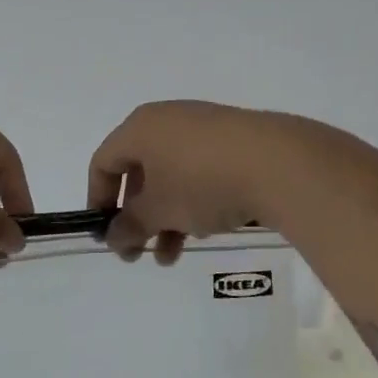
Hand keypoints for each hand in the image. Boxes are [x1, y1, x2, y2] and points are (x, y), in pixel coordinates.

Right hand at [87, 101, 318, 263]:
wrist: (280, 164)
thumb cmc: (202, 182)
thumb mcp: (159, 210)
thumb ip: (130, 225)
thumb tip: (113, 237)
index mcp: (140, 128)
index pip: (103, 162)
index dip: (98, 199)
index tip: (106, 235)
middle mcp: (168, 121)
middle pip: (138, 171)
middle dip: (137, 217)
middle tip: (139, 253)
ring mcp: (203, 129)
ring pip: (171, 176)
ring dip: (165, 218)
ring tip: (173, 256)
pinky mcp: (234, 141)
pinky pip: (200, 172)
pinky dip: (193, 201)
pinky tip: (206, 228)